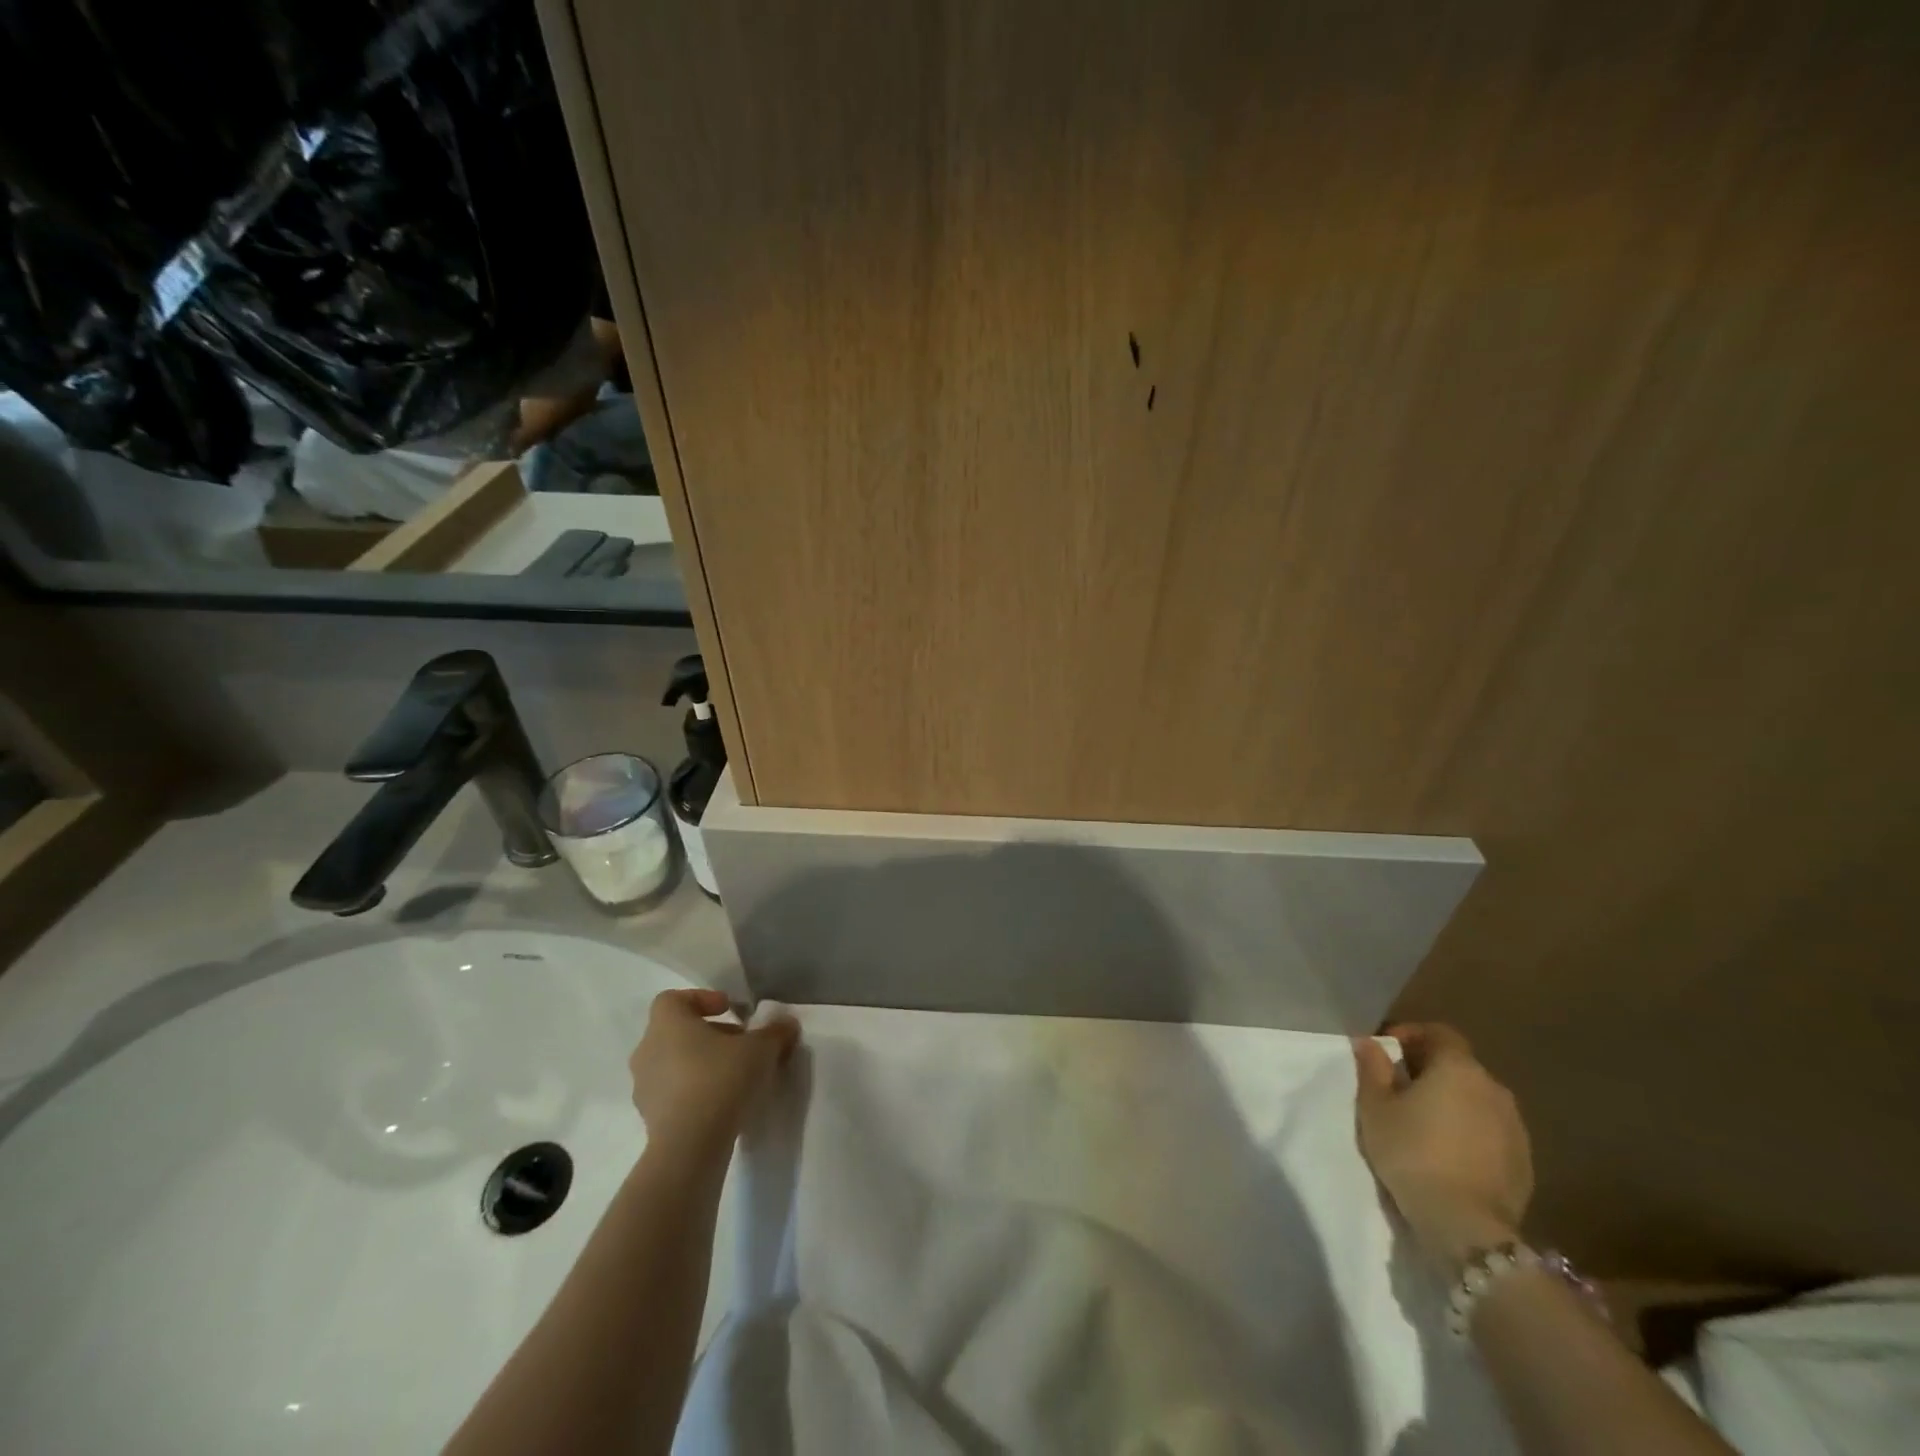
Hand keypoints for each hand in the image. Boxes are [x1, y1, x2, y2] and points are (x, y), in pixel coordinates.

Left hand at [629, 989, 798, 1159]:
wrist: (690, 1147)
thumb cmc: (721, 1079)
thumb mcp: (762, 1049)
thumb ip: (775, 1032)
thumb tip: (787, 1024)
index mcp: (667, 1023)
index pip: (674, 999)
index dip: (702, 999)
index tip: (729, 1010)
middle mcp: (648, 1050)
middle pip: (676, 1032)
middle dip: (709, 1034)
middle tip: (740, 1044)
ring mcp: (644, 1087)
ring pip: (674, 1063)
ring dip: (701, 1064)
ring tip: (734, 1076)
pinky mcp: (649, 1118)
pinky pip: (673, 1093)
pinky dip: (694, 1091)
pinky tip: (721, 1103)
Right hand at [1354, 1023, 1532, 1274]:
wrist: (1467, 1226)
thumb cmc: (1412, 1153)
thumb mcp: (1375, 1108)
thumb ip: (1372, 1068)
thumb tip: (1369, 1042)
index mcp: (1458, 1068)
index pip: (1439, 1033)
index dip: (1412, 1035)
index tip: (1387, 1051)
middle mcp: (1493, 1088)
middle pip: (1459, 1066)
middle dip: (1429, 1070)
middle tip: (1399, 1088)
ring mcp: (1515, 1127)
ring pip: (1477, 1100)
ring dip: (1452, 1102)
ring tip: (1424, 1123)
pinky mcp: (1525, 1162)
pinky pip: (1491, 1131)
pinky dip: (1470, 1131)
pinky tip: (1449, 1153)